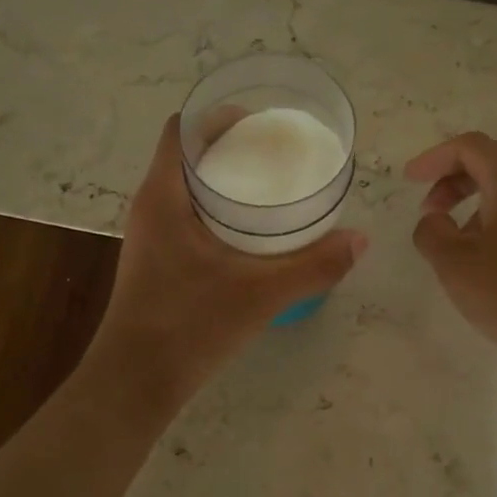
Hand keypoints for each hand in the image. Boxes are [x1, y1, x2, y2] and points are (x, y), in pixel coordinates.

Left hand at [90, 116, 366, 405]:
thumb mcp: (261, 293)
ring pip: (186, 187)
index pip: (181, 128)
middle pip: (187, 154)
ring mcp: (150, 235)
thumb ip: (314, 266)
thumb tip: (361, 240)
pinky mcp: (156, 260)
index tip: (262, 123)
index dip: (218, 116)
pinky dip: (217, 210)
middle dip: (231, 146)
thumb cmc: (190, 325)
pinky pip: (186, 215)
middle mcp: (150, 206)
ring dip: (224, 180)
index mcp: (163, 195)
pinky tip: (251, 233)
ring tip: (271, 187)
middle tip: (278, 154)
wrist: (136, 380)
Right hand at [407, 132, 496, 377]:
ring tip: (457, 240)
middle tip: (431, 211)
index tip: (410, 180)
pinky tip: (490, 254)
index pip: (469, 147)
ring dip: (476, 200)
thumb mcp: (455, 265)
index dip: (434, 158)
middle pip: (492, 161)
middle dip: (453, 180)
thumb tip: (433, 221)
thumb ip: (431, 232)